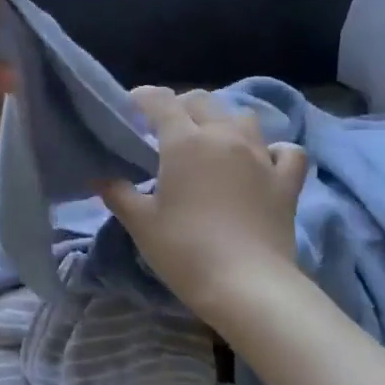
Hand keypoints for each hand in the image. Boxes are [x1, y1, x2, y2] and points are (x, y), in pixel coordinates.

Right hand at [101, 87, 308, 318]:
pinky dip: (274, 151)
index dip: (142, 98)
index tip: (130, 108)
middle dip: (180, 106)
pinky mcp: (286, 181)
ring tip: (212, 142)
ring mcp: (260, 156)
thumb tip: (98, 176)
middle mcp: (223, 136)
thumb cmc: (185, 251)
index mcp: (184, 141)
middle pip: (201, 101)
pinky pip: (286, 151)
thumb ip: (117, 192)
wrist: (247, 286)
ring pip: (243, 117)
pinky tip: (262, 162)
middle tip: (166, 130)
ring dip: (224, 122)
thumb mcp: (141, 223)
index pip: (160, 101)